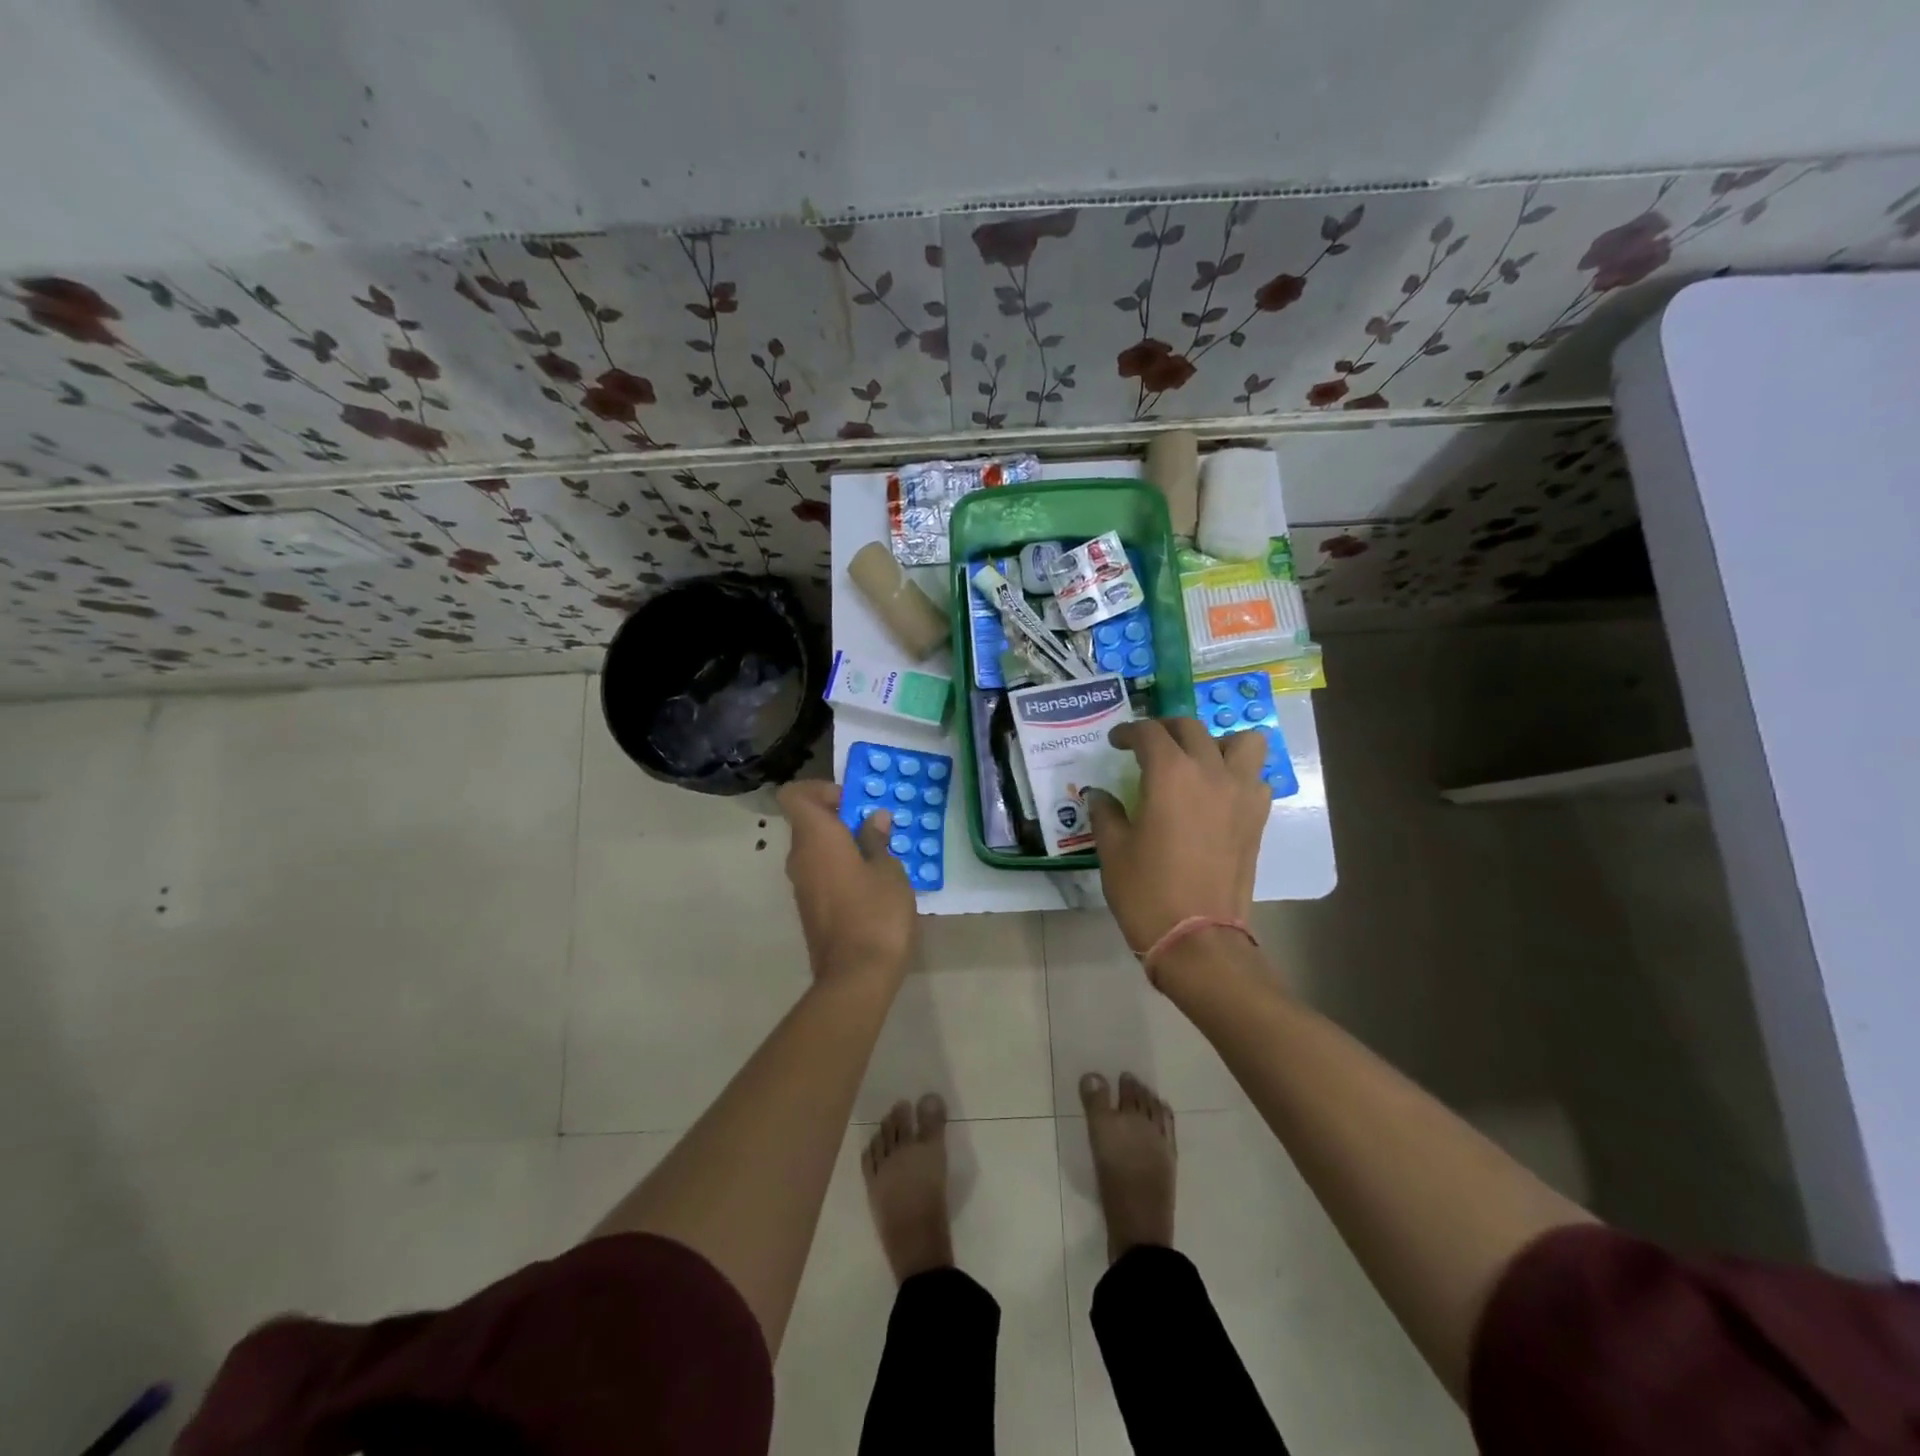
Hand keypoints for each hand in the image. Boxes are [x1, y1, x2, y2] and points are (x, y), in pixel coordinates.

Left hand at [776, 779, 918, 987]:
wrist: (855, 978)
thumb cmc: (876, 914)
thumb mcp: (889, 871)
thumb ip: (877, 840)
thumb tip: (873, 819)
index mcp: (816, 838)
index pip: (795, 795)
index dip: (819, 789)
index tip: (851, 801)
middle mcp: (800, 857)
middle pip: (808, 822)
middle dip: (839, 818)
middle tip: (877, 827)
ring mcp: (802, 886)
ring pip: (816, 850)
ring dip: (842, 844)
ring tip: (880, 855)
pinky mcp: (810, 909)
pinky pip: (821, 873)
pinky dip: (840, 868)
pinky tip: (872, 884)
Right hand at [1088, 718, 1269, 954]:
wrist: (1197, 938)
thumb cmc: (1146, 891)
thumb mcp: (1113, 849)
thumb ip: (1106, 813)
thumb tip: (1099, 794)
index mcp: (1170, 774)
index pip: (1149, 733)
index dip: (1128, 732)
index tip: (1116, 741)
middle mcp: (1210, 772)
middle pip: (1191, 729)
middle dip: (1165, 730)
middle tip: (1147, 746)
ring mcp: (1241, 793)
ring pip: (1242, 743)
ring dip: (1216, 744)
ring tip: (1196, 762)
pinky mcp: (1257, 818)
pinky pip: (1255, 778)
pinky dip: (1238, 775)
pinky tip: (1217, 795)